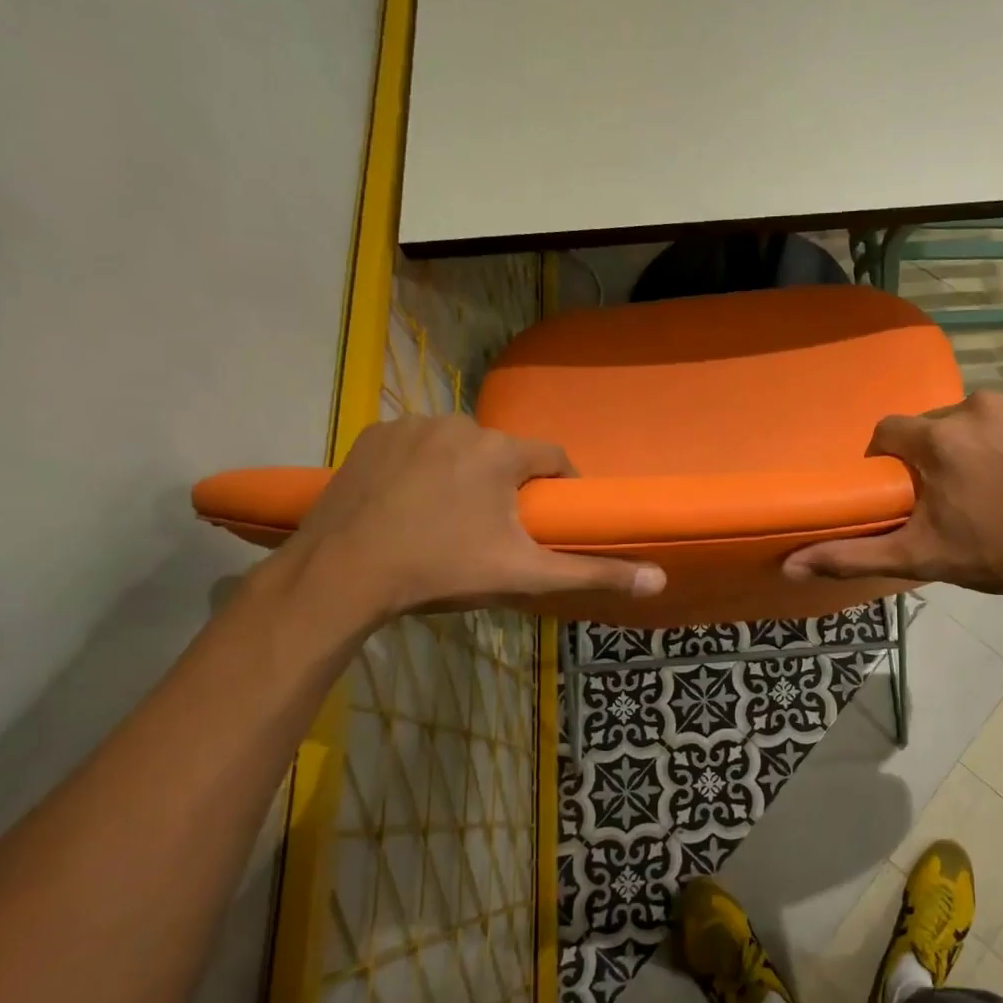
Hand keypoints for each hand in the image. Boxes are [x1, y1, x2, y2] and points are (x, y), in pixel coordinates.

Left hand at [276, 415, 663, 628]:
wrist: (342, 575)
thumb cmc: (442, 570)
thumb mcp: (524, 576)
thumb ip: (592, 573)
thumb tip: (660, 580)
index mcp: (501, 452)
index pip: (552, 457)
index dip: (558, 487)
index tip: (548, 518)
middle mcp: (460, 423)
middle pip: (503, 454)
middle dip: (506, 485)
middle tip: (493, 530)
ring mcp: (411, 425)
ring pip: (459, 447)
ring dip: (464, 473)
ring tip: (448, 518)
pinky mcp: (373, 435)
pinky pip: (417, 445)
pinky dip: (422, 467)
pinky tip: (409, 502)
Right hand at [782, 391, 1002, 611]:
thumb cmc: (1002, 556)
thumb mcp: (921, 558)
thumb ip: (852, 556)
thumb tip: (789, 565)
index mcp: (937, 438)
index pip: (889, 433)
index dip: (891, 462)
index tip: (907, 492)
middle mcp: (977, 404)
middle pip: (937, 425)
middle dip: (938, 455)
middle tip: (958, 496)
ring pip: (982, 416)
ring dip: (981, 442)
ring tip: (1002, 484)